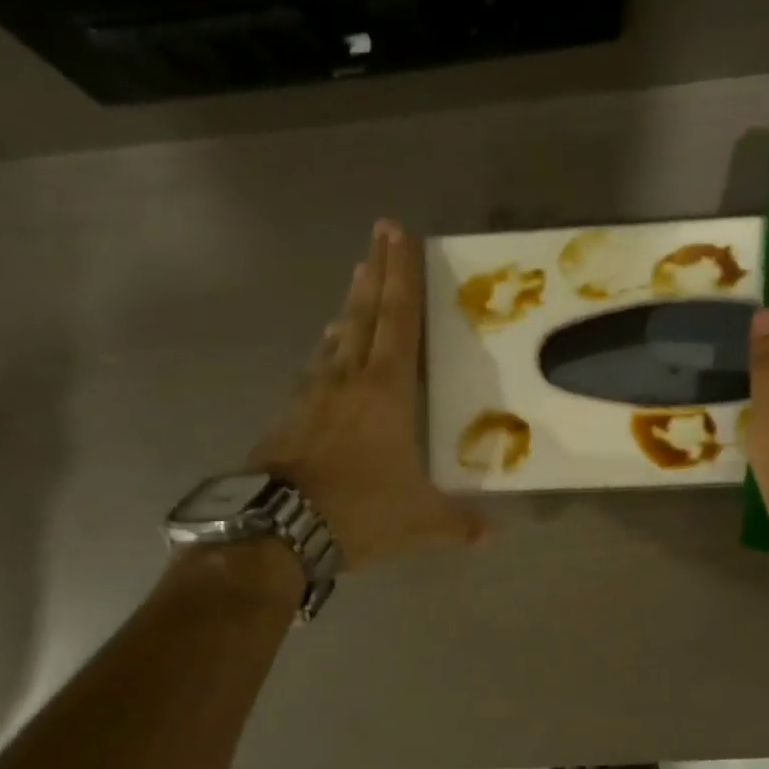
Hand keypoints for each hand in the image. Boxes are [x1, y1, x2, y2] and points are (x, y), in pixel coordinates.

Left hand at [251, 220, 484, 569]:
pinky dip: (326, 352)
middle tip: (377, 235)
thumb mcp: (420, 521)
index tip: (397, 233)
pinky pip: (314, 370)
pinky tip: (325, 356)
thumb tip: (491, 535)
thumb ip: (458, 523)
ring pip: (334, 338)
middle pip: (363, 313)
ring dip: (348, 308)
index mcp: (386, 390)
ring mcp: (311, 394)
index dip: (400, 274)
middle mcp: (347, 379)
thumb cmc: (360, 510)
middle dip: (374, 272)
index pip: (398, 319)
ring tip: (355, 286)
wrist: (277, 528)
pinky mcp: (286, 414)